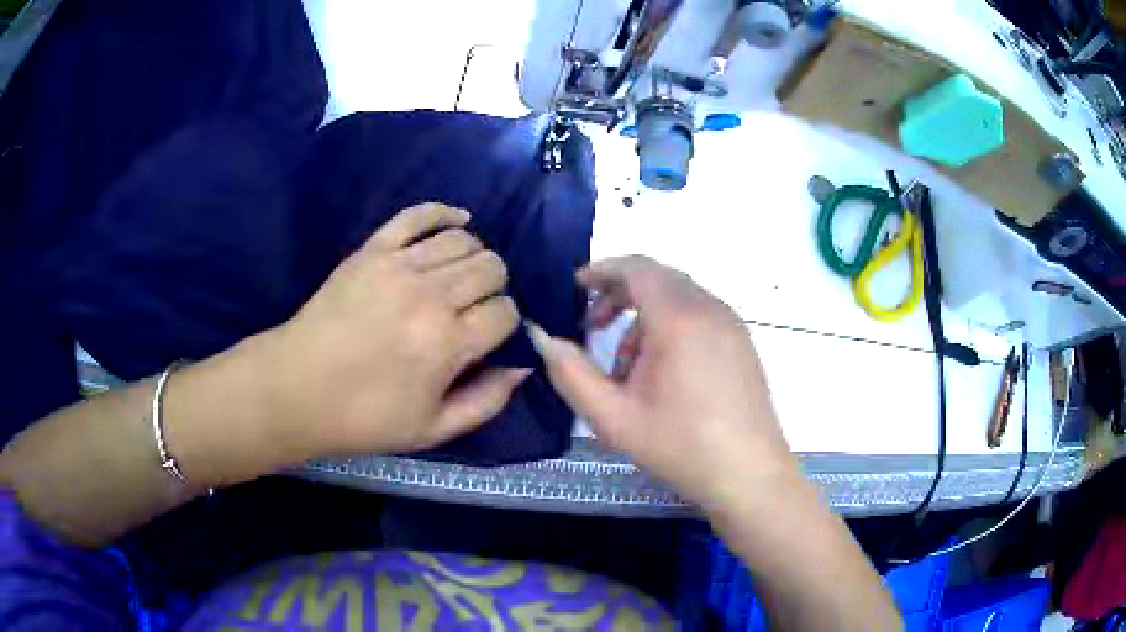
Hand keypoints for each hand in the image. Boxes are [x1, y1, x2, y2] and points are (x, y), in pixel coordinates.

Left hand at [253, 203, 527, 461]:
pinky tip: (458, 220)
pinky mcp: (373, 250)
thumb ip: (486, 401)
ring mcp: (399, 266)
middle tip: (475, 308)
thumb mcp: (433, 429)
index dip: (506, 323)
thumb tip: (522, 366)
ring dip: (475, 256)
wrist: (298, 388)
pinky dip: (443, 213)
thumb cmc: (365, 416)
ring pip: (463, 241)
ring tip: (462, 277)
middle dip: (495, 288)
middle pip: (491, 268)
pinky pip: (417, 215)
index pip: (505, 312)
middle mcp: (431, 296)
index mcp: (448, 344)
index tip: (490, 335)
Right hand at [528, 256, 795, 509]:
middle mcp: (710, 308)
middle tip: (593, 327)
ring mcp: (731, 324)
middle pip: (657, 279)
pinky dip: (671, 327)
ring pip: (678, 299)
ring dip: (644, 317)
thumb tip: (542, 337)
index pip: (636, 267)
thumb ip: (570, 372)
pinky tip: (662, 373)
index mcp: (679, 317)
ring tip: (626, 367)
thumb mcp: (613, 417)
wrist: (749, 475)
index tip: (575, 288)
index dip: (601, 271)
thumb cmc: (680, 446)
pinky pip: (699, 315)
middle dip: (619, 295)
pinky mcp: (742, 342)